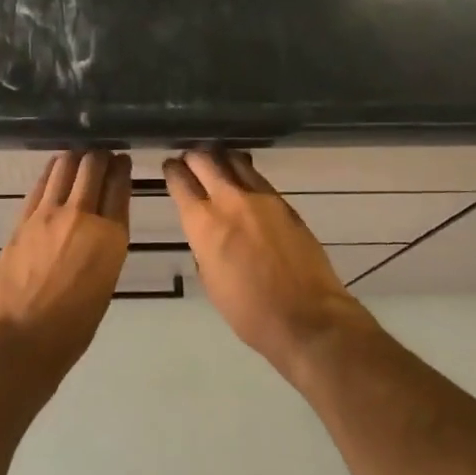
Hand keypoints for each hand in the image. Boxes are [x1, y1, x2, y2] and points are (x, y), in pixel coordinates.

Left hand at [0, 150, 131, 373]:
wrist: (22, 339)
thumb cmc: (73, 326)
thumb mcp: (105, 283)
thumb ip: (105, 247)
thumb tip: (100, 226)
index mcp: (111, 237)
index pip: (119, 186)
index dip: (121, 169)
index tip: (122, 160)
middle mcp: (83, 216)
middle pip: (93, 167)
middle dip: (99, 156)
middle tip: (101, 155)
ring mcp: (49, 214)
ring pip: (65, 166)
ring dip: (75, 157)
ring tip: (78, 157)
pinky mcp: (23, 218)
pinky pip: (41, 184)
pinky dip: (52, 171)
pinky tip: (56, 169)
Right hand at [165, 150, 374, 371]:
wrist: (306, 317)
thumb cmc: (249, 311)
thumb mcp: (210, 280)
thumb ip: (204, 247)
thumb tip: (207, 233)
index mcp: (203, 224)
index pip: (180, 182)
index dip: (171, 171)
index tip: (169, 167)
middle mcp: (229, 201)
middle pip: (205, 160)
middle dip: (193, 157)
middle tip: (189, 160)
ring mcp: (260, 198)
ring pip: (233, 160)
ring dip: (220, 158)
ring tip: (216, 163)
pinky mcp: (284, 203)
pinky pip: (257, 176)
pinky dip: (244, 171)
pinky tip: (242, 178)